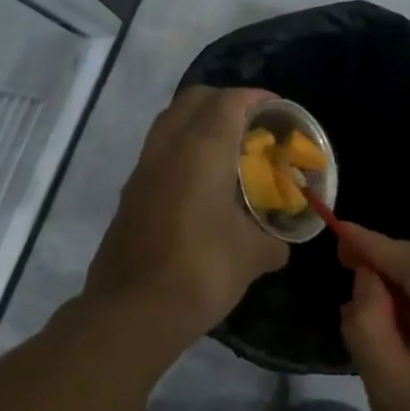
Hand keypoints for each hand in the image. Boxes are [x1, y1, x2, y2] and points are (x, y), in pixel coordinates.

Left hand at [84, 87, 289, 350]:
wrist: (132, 311)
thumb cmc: (200, 271)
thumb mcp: (253, 256)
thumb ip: (273, 240)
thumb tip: (279, 243)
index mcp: (201, 150)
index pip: (230, 101)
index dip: (257, 99)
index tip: (280, 112)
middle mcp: (167, 148)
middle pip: (194, 100)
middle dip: (226, 103)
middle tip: (254, 128)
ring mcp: (142, 170)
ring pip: (171, 124)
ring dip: (200, 125)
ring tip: (230, 154)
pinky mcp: (130, 194)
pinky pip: (160, 153)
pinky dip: (183, 152)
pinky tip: (203, 186)